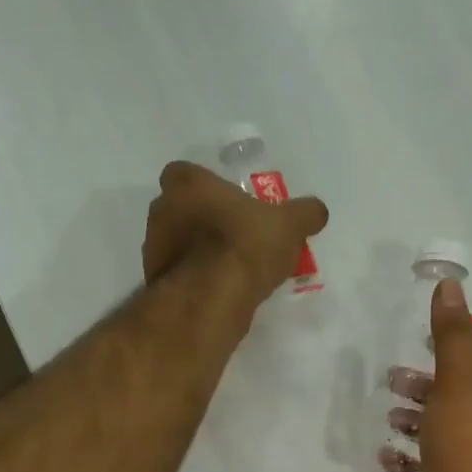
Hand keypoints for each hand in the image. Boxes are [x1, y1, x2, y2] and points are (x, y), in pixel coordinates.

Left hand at [143, 161, 327, 306]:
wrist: (211, 298)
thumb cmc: (245, 245)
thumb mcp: (289, 225)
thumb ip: (304, 213)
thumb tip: (317, 211)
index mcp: (187, 183)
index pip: (186, 173)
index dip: (206, 187)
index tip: (229, 204)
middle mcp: (161, 210)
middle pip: (180, 209)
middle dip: (202, 220)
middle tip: (234, 237)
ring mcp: (153, 248)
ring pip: (177, 243)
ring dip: (197, 252)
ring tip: (230, 270)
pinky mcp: (156, 282)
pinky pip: (178, 274)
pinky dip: (194, 280)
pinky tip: (218, 292)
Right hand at [380, 278, 471, 471]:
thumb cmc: (471, 449)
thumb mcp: (459, 384)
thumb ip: (452, 336)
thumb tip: (451, 285)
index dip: (446, 356)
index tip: (411, 354)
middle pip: (461, 399)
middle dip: (424, 390)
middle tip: (390, 386)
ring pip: (446, 434)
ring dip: (415, 424)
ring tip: (388, 420)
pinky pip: (434, 469)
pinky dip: (412, 461)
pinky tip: (388, 459)